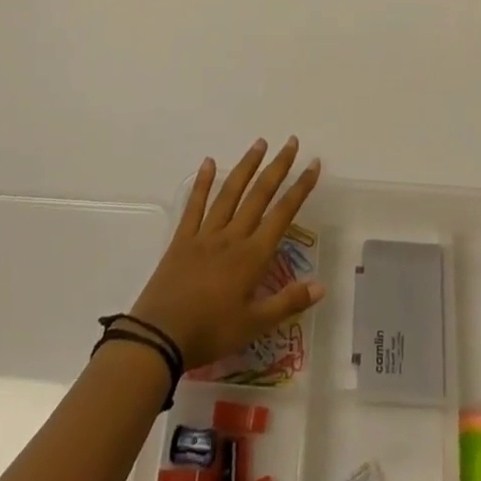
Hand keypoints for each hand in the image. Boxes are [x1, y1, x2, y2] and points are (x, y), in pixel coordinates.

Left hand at [129, 138, 324, 369]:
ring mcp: (205, 234)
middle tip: (291, 142)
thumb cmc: (210, 333)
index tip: (313, 164)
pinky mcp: (182, 239)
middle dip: (278, 167)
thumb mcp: (254, 326)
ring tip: (259, 143)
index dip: (300, 188)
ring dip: (246, 166)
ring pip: (230, 193)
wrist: (158, 338)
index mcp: (252, 256)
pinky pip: (194, 205)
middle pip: (259, 195)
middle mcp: (232, 237)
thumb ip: (288, 303)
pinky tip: (208, 162)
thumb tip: (321, 285)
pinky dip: (202, 183)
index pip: (283, 214)